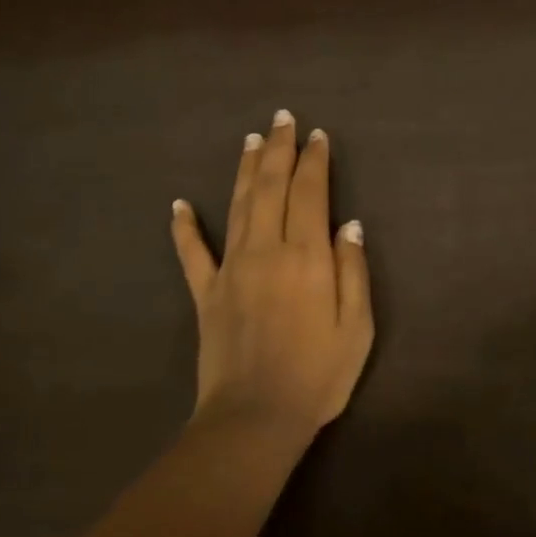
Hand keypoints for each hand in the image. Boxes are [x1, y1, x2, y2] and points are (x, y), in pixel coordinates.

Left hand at [170, 110, 374, 433]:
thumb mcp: (357, 327)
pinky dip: (184, 228)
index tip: (318, 136)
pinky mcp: (205, 293)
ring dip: (244, 170)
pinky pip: (192, 253)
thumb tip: (349, 225)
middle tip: (282, 119)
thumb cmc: (318, 375)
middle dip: (278, 150)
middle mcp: (266, 250)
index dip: (315, 161)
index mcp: (306, 256)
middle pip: (270, 188)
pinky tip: (178, 206)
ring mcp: (230, 269)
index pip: (310, 193)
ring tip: (250, 141)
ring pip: (236, 206)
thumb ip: (353, 270)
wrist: (256, 416)